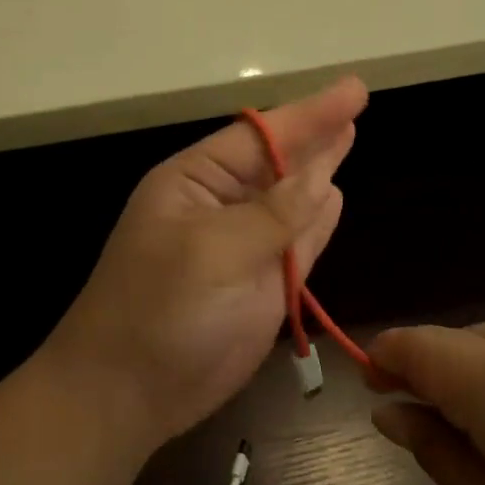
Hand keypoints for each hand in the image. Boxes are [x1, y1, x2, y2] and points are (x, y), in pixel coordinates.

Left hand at [42, 78, 366, 449]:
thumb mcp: (211, 252)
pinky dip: (317, 221)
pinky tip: (334, 194)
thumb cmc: (158, 310)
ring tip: (347, 135)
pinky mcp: (263, 286)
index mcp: (195, 182)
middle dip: (315, 134)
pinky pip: (299, 243)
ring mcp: (245, 247)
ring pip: (293, 200)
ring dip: (319, 171)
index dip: (309, 113)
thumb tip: (322, 177)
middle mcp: (222, 206)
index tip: (354, 91)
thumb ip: (272, 215)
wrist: (128, 394)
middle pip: (279, 162)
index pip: (260, 136)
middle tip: (355, 102)